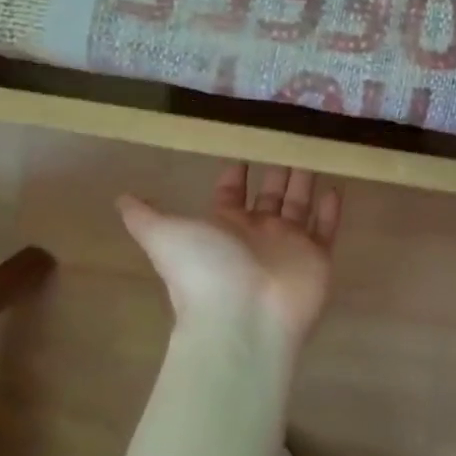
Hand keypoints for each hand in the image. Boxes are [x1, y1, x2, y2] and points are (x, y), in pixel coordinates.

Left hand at [119, 164, 343, 352]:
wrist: (243, 318)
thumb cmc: (205, 271)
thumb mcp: (164, 236)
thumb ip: (145, 216)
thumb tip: (120, 198)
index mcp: (224, 226)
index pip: (231, 192)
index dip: (236, 172)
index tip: (246, 144)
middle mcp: (257, 233)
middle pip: (269, 195)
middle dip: (277, 169)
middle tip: (288, 137)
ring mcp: (289, 245)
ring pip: (299, 206)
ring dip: (304, 181)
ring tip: (313, 150)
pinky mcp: (317, 257)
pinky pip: (327, 228)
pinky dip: (331, 209)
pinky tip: (336, 186)